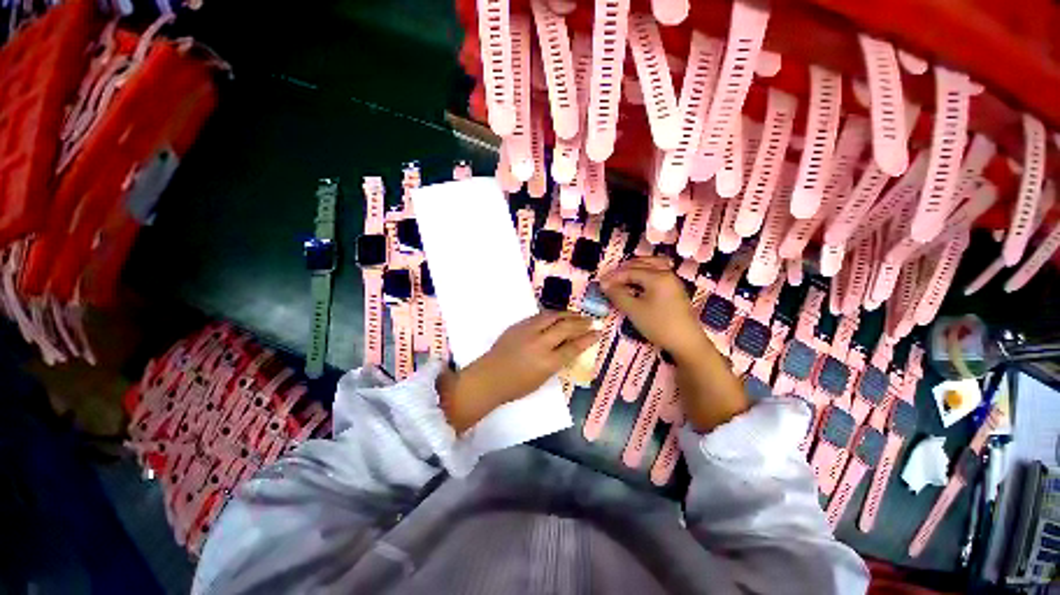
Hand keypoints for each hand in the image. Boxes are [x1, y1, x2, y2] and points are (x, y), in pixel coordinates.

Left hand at [438, 311, 598, 432]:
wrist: (488, 377)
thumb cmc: (516, 386)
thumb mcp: (542, 379)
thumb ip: (557, 362)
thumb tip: (570, 348)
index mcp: (547, 363)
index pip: (573, 347)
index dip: (588, 339)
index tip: (599, 332)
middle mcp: (540, 344)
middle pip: (565, 328)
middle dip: (581, 323)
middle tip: (592, 321)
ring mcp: (528, 332)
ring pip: (553, 317)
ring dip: (568, 314)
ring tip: (578, 315)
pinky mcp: (519, 325)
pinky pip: (539, 316)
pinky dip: (552, 314)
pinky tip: (558, 315)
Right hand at [599, 257, 707, 359]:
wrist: (687, 342)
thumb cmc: (659, 325)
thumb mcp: (634, 310)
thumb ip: (618, 295)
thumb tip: (605, 285)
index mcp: (657, 277)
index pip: (630, 271)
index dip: (614, 277)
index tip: (600, 284)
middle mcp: (666, 274)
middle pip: (641, 264)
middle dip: (623, 270)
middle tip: (609, 279)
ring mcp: (673, 281)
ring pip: (652, 265)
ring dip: (635, 268)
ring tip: (622, 276)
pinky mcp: (675, 289)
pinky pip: (658, 272)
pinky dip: (645, 272)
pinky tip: (639, 281)